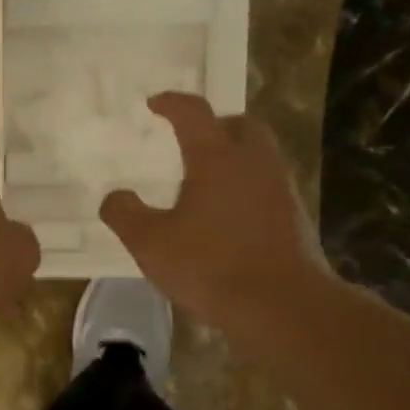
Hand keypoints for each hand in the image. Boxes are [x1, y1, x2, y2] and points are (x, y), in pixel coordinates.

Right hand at [99, 92, 331, 335]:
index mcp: (217, 158)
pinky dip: (246, 187)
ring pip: (258, 155)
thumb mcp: (150, 243)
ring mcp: (280, 188)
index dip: (172, 103)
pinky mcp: (294, 217)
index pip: (193, 113)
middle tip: (190, 141)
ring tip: (206, 181)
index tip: (154, 103)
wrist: (282, 306)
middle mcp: (254, 162)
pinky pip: (267, 186)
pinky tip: (227, 217)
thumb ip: (125, 214)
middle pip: (240, 125)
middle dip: (215, 126)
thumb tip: (114, 197)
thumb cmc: (210, 266)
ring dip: (234, 157)